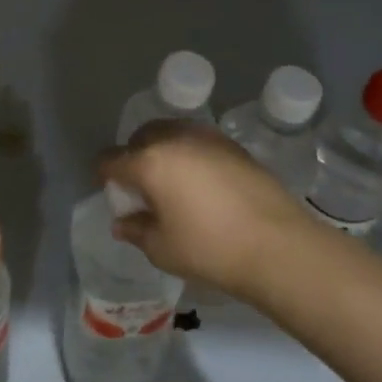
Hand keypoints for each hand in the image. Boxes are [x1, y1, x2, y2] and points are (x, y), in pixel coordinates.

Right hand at [98, 120, 314, 298]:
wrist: (278, 245)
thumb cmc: (210, 248)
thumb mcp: (161, 248)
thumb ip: (136, 230)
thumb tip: (123, 221)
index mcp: (149, 162)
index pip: (110, 159)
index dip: (103, 175)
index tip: (110, 192)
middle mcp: (176, 139)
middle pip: (141, 136)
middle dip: (134, 156)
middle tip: (140, 185)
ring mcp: (208, 138)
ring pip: (172, 133)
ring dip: (163, 150)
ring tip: (171, 181)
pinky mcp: (234, 146)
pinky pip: (198, 142)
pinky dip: (190, 154)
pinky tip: (200, 183)